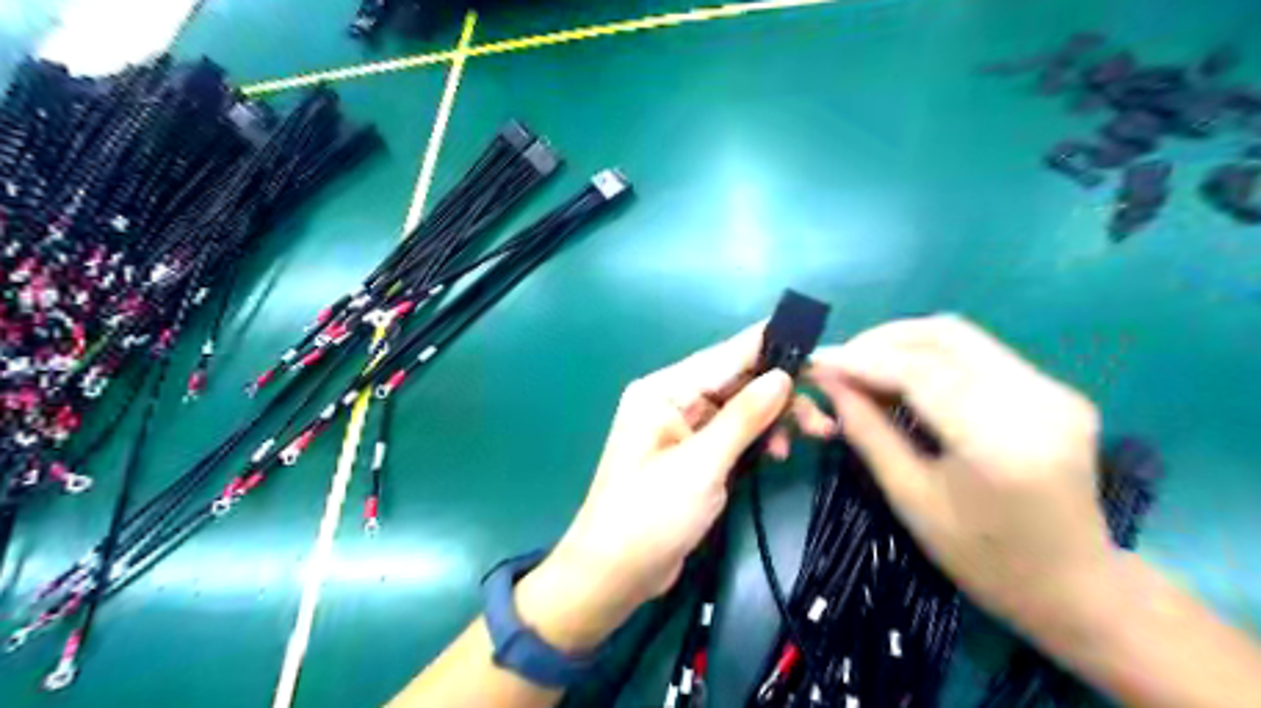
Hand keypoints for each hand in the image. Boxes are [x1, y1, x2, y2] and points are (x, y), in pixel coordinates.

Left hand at [511, 323, 833, 654]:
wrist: (615, 574)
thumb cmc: (651, 515)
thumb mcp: (702, 465)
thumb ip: (744, 417)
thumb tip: (782, 375)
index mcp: (664, 391)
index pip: (724, 356)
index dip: (768, 345)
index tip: (812, 338)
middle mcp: (672, 400)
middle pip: (737, 381)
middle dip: (781, 392)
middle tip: (824, 412)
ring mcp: (683, 428)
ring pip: (740, 408)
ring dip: (775, 418)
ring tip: (814, 435)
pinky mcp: (694, 455)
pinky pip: (733, 433)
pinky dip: (759, 439)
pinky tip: (780, 452)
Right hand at [806, 314, 1110, 634]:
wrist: (1075, 588)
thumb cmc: (982, 557)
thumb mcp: (910, 497)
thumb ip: (867, 430)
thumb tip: (829, 381)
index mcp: (999, 441)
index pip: (920, 371)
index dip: (862, 359)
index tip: (819, 360)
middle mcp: (1036, 401)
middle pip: (946, 335)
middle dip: (882, 340)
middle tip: (841, 360)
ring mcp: (1054, 390)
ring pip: (962, 337)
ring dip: (905, 343)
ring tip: (864, 366)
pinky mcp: (1055, 389)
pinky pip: (979, 353)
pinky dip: (931, 356)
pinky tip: (904, 376)